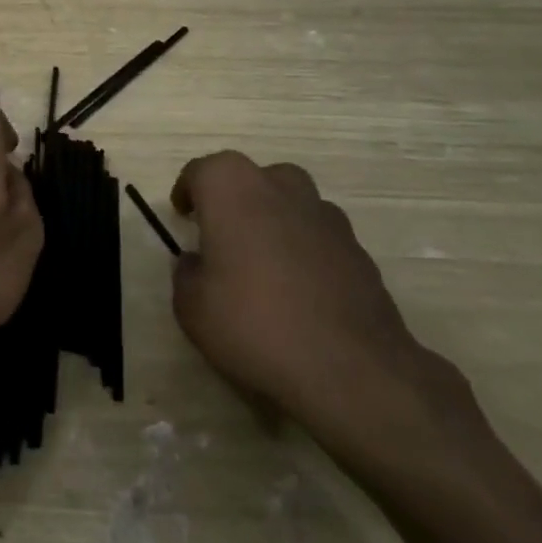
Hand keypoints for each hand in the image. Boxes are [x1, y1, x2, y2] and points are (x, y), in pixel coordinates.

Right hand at [169, 152, 460, 451]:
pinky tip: (300, 291)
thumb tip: (198, 263)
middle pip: (251, 179)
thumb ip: (187, 274)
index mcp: (232, 187)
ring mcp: (325, 215)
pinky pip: (319, 237)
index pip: (201, 172)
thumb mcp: (192, 307)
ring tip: (263, 264)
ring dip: (273, 222)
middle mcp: (280, 187)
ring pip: (290, 203)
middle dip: (234, 201)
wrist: (351, 370)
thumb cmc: (254, 324)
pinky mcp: (358, 249)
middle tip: (221, 237)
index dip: (188, 192)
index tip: (183, 215)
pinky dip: (305, 251)